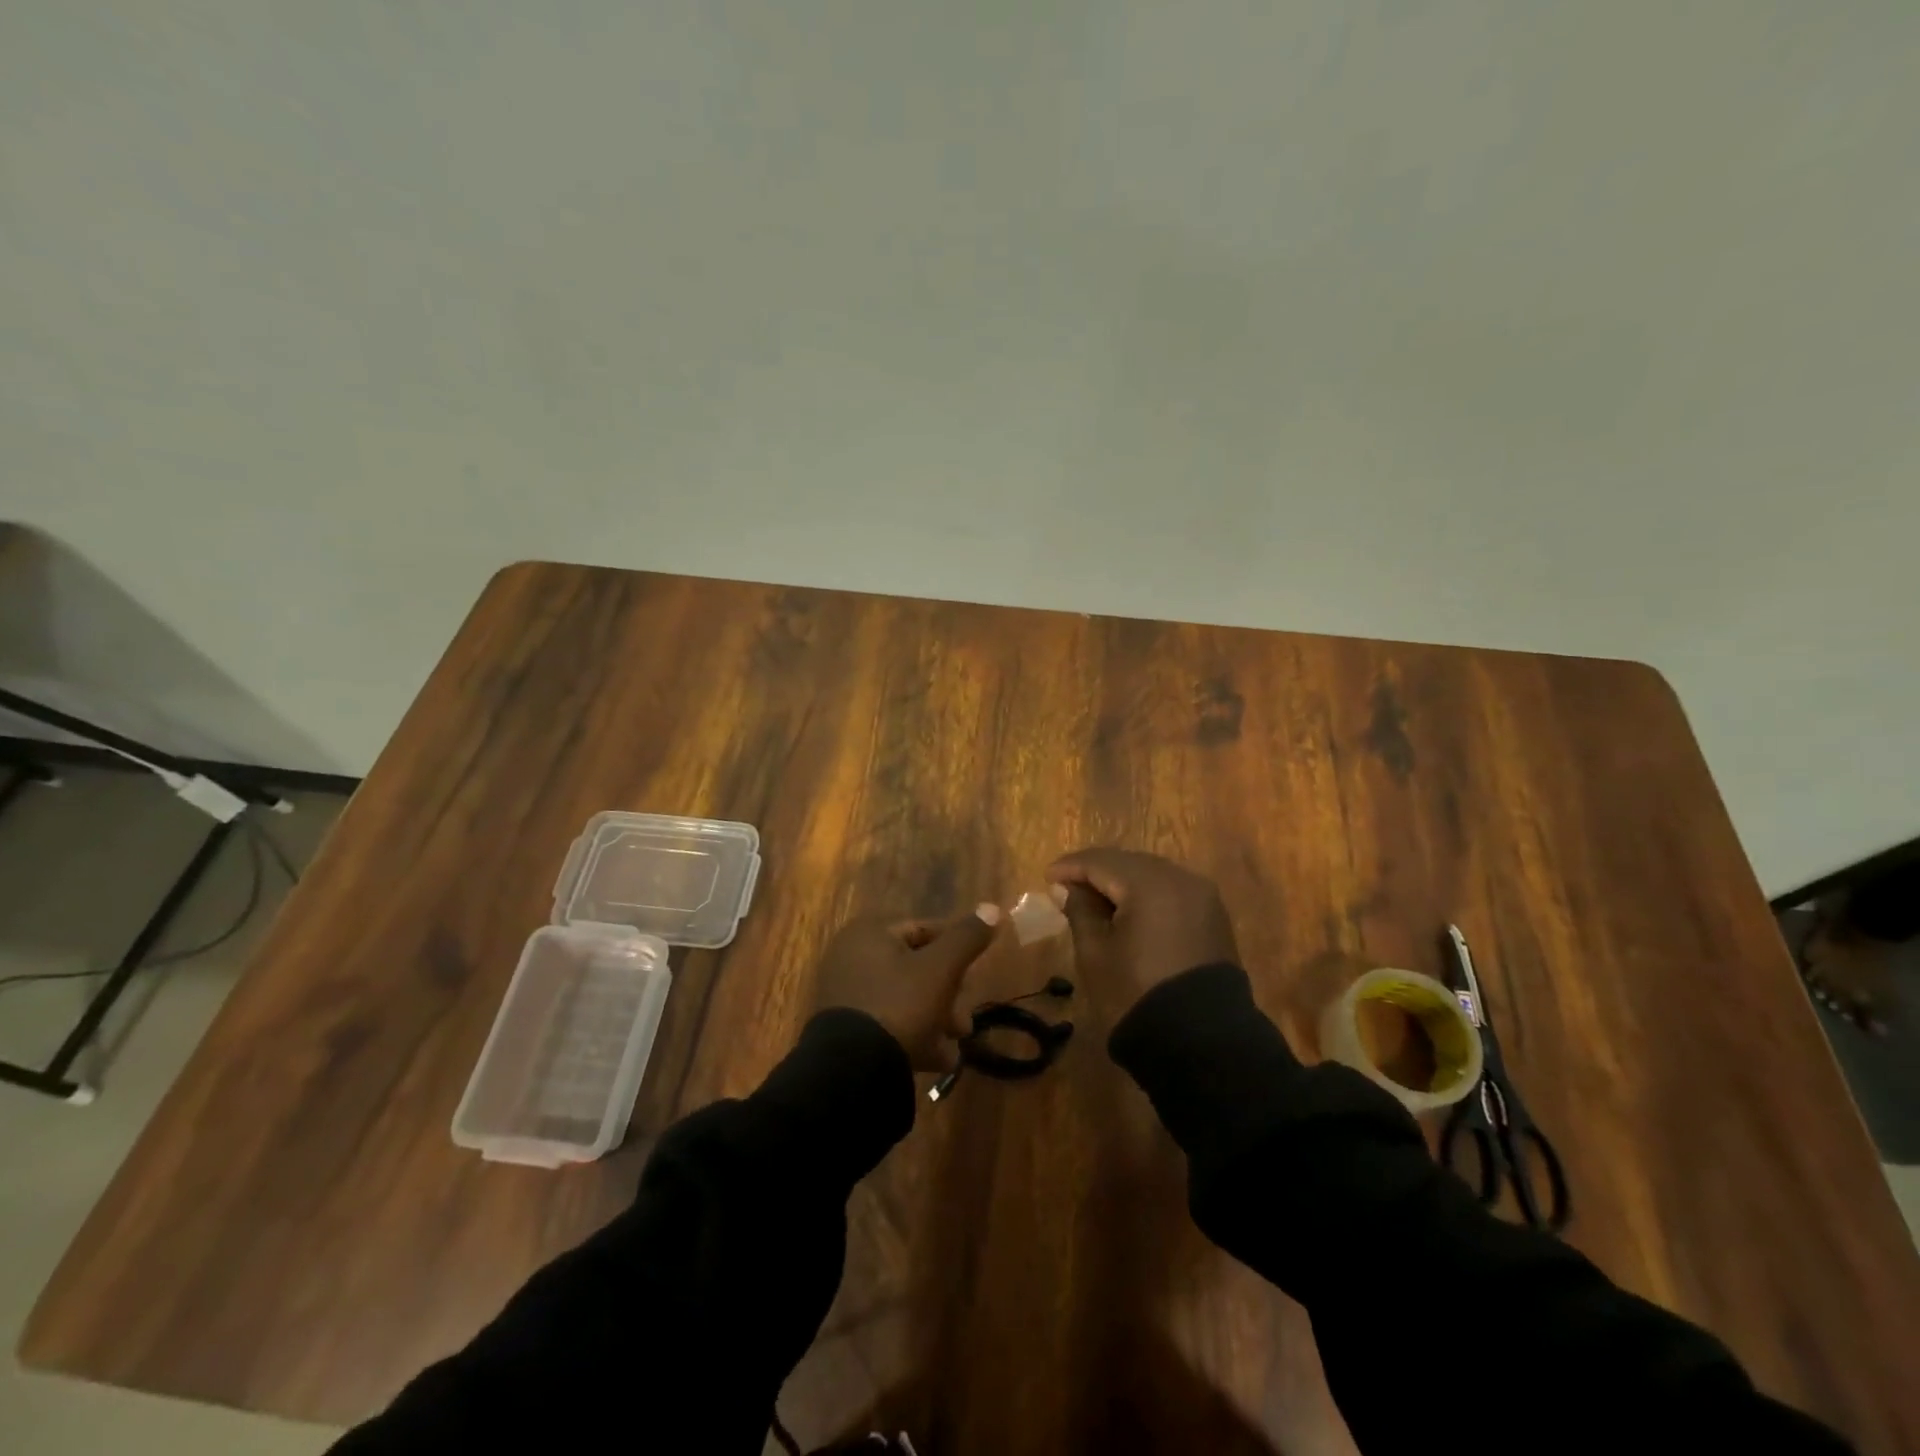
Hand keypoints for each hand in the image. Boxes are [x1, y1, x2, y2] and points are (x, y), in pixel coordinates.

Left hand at [814, 906, 1001, 1070]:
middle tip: (965, 1022)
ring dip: (937, 1020)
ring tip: (955, 1045)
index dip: (957, 949)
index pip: (925, 929)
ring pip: (905, 999)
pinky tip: (937, 1059)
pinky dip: (913, 1036)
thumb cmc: (899, 1004)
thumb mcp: (941, 968)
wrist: (851, 1069)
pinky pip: (888, 1023)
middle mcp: (853, 957)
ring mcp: (846, 995)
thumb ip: (967, 937)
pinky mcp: (845, 1030)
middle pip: (917, 968)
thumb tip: (993, 908)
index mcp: (870, 932)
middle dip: (949, 996)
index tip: (977, 973)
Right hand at [1046, 848, 1238, 1020]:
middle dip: (1097, 871)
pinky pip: (1171, 892)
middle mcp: (1180, 878)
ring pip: (1152, 875)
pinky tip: (1129, 911)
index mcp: (1149, 883)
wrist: (1202, 1042)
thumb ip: (1080, 911)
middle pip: (1128, 863)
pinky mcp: (1213, 917)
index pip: (1100, 862)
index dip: (1070, 867)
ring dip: (1122, 882)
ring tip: (1095, 899)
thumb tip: (1066, 887)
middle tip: (1067, 886)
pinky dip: (1146, 895)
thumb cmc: (1136, 993)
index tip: (1046, 877)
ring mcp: (1202, 897)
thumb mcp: (1096, 953)